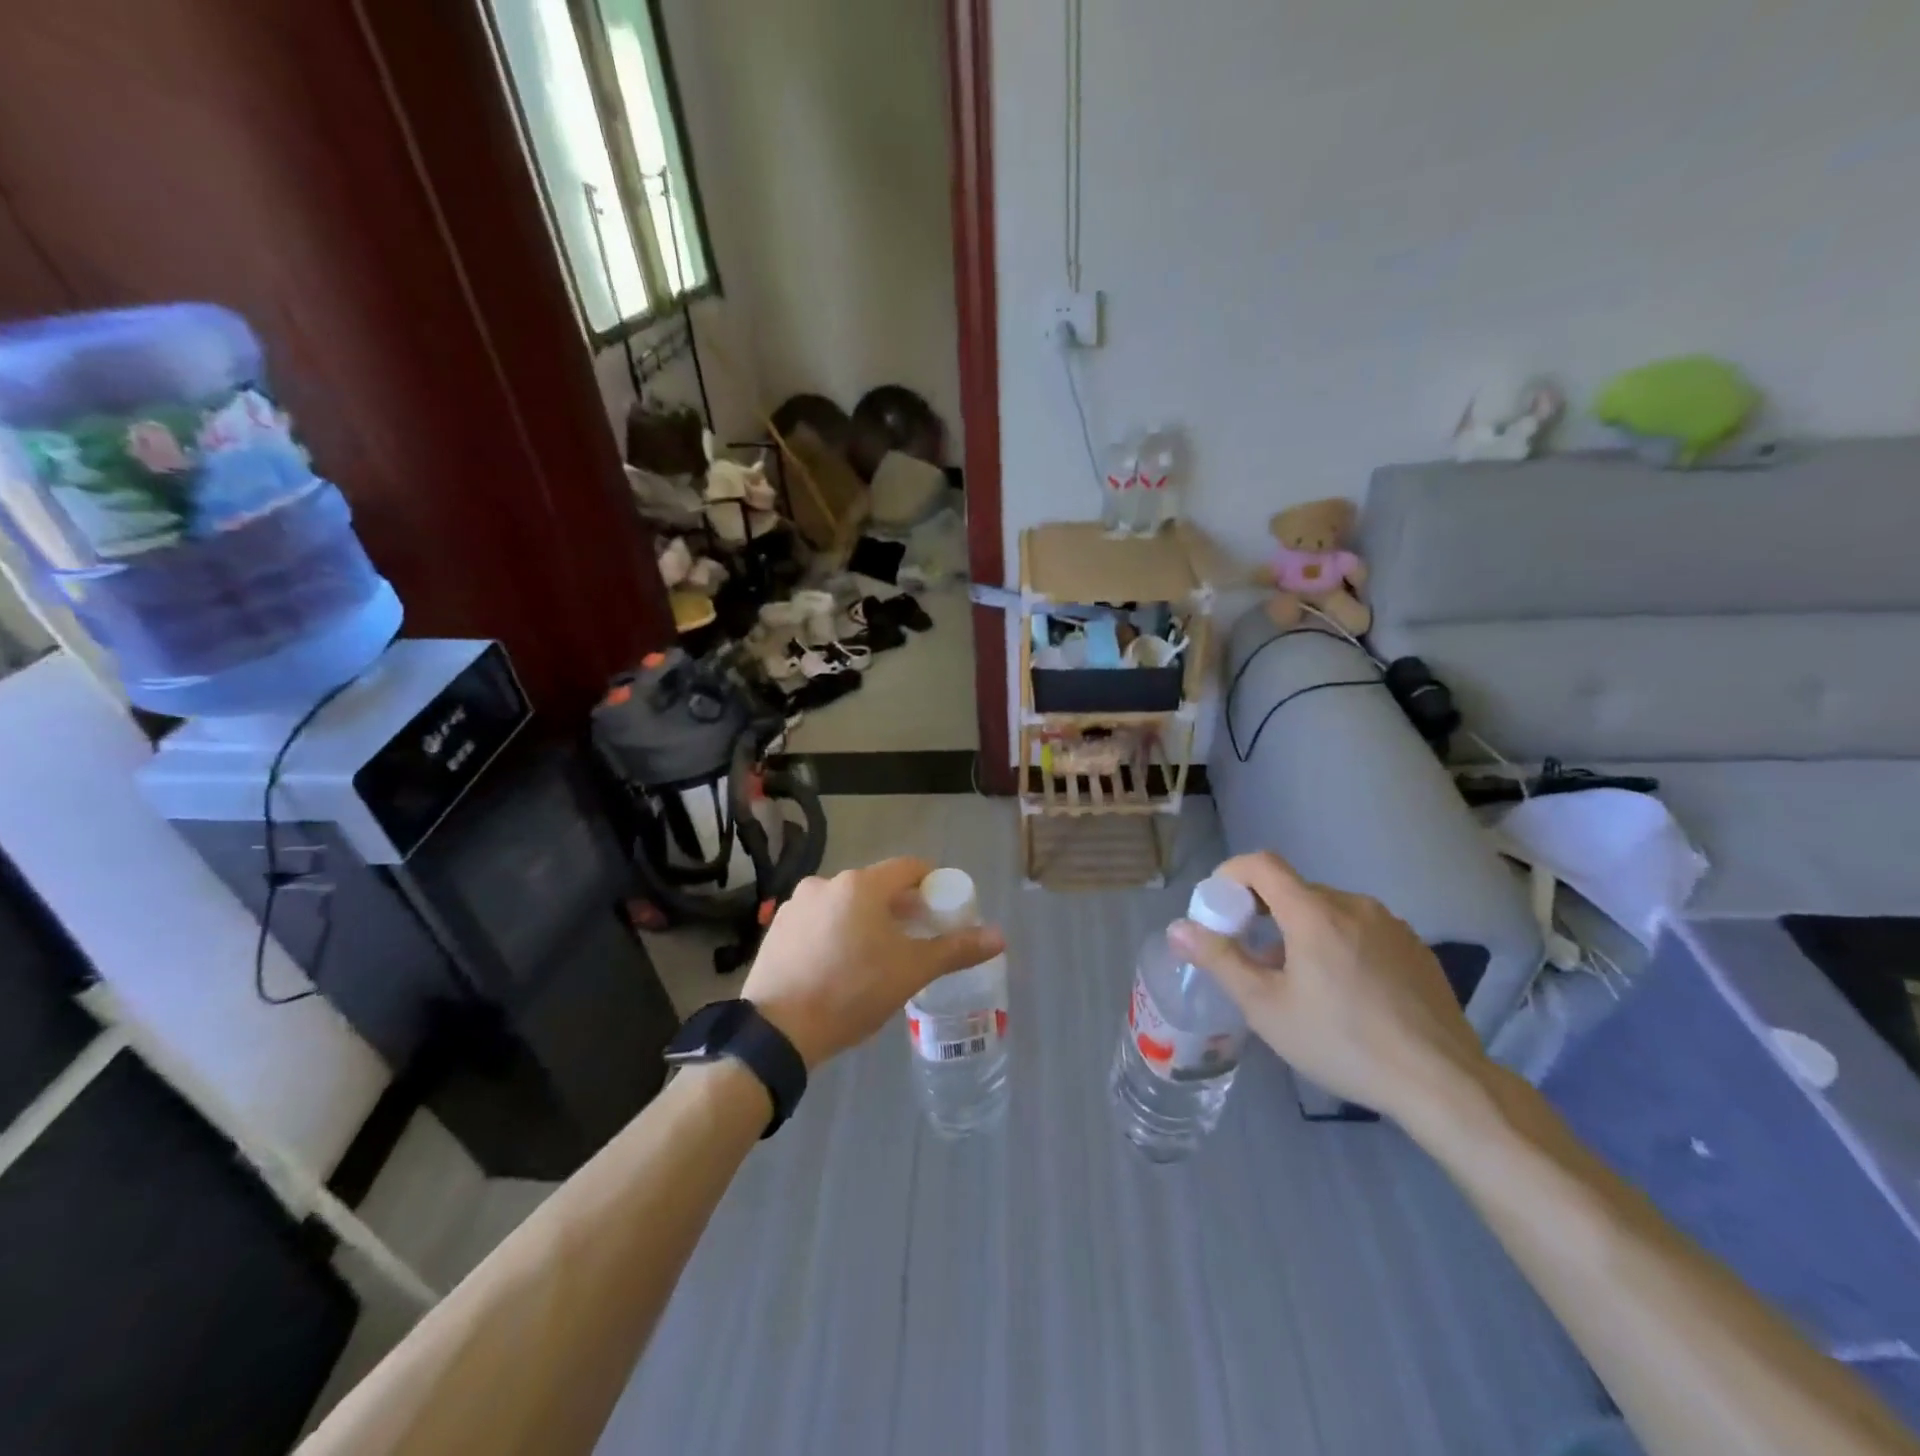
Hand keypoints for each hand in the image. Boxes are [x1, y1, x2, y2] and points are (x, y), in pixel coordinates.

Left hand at [743, 857, 1004, 1068]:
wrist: (777, 1031)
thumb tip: (999, 935)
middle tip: (917, 936)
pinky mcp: (778, 929)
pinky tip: (841, 964)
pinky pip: (820, 920)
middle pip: (876, 886)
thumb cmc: (852, 992)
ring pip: (846, 903)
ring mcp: (797, 905)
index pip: (909, 867)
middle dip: (901, 906)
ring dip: (867, 919)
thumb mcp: (911, 972)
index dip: (932, 883)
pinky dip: (837, 931)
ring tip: (878, 955)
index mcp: (861, 885)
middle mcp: (827, 883)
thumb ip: (955, 949)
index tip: (944, 906)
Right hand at [1167, 852, 1488, 1121]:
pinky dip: (1338, 943)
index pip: (1261, 864)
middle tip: (1254, 959)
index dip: (1231, 875)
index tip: (1220, 909)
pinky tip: (1345, 992)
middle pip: (1294, 890)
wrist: (1442, 1083)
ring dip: (1301, 931)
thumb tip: (1178, 928)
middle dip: (1264, 913)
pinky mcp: (1415, 948)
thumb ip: (1219, 960)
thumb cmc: (1342, 1043)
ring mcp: (1390, 924)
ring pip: (1328, 911)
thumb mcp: (1266, 1007)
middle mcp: (1353, 905)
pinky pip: (1361, 929)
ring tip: (1300, 982)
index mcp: (1314, 913)